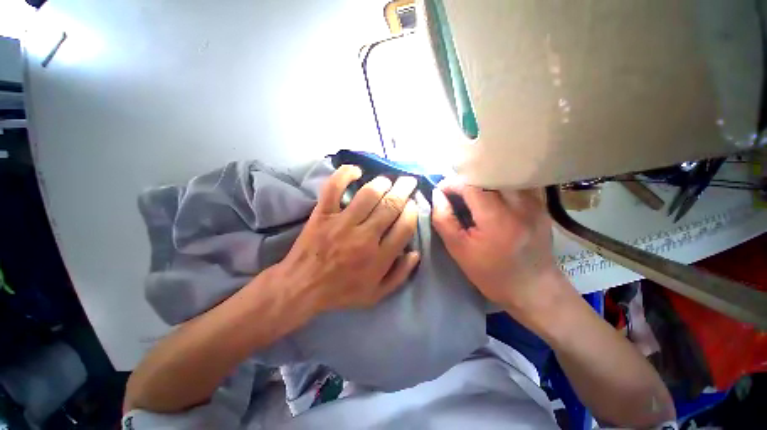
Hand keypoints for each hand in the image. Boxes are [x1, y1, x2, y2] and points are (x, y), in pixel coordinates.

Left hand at [274, 165, 419, 313]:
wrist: (302, 287)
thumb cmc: (341, 292)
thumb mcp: (376, 294)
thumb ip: (400, 275)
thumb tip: (415, 252)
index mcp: (379, 257)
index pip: (405, 226)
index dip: (412, 211)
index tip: (412, 204)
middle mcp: (364, 237)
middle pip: (391, 206)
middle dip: (404, 189)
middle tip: (408, 181)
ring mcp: (342, 223)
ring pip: (368, 194)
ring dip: (382, 182)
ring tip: (388, 180)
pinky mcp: (323, 214)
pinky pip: (334, 188)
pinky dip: (344, 175)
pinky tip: (356, 171)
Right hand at [431, 181, 567, 315]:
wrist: (534, 289)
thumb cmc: (492, 274)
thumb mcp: (459, 250)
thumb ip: (444, 220)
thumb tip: (437, 195)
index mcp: (496, 219)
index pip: (470, 185)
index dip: (451, 183)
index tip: (442, 191)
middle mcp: (520, 205)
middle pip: (488, 174)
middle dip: (466, 179)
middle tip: (456, 192)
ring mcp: (535, 202)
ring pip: (504, 175)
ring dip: (483, 179)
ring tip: (473, 192)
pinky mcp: (542, 204)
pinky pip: (517, 182)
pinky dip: (501, 183)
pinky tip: (494, 195)